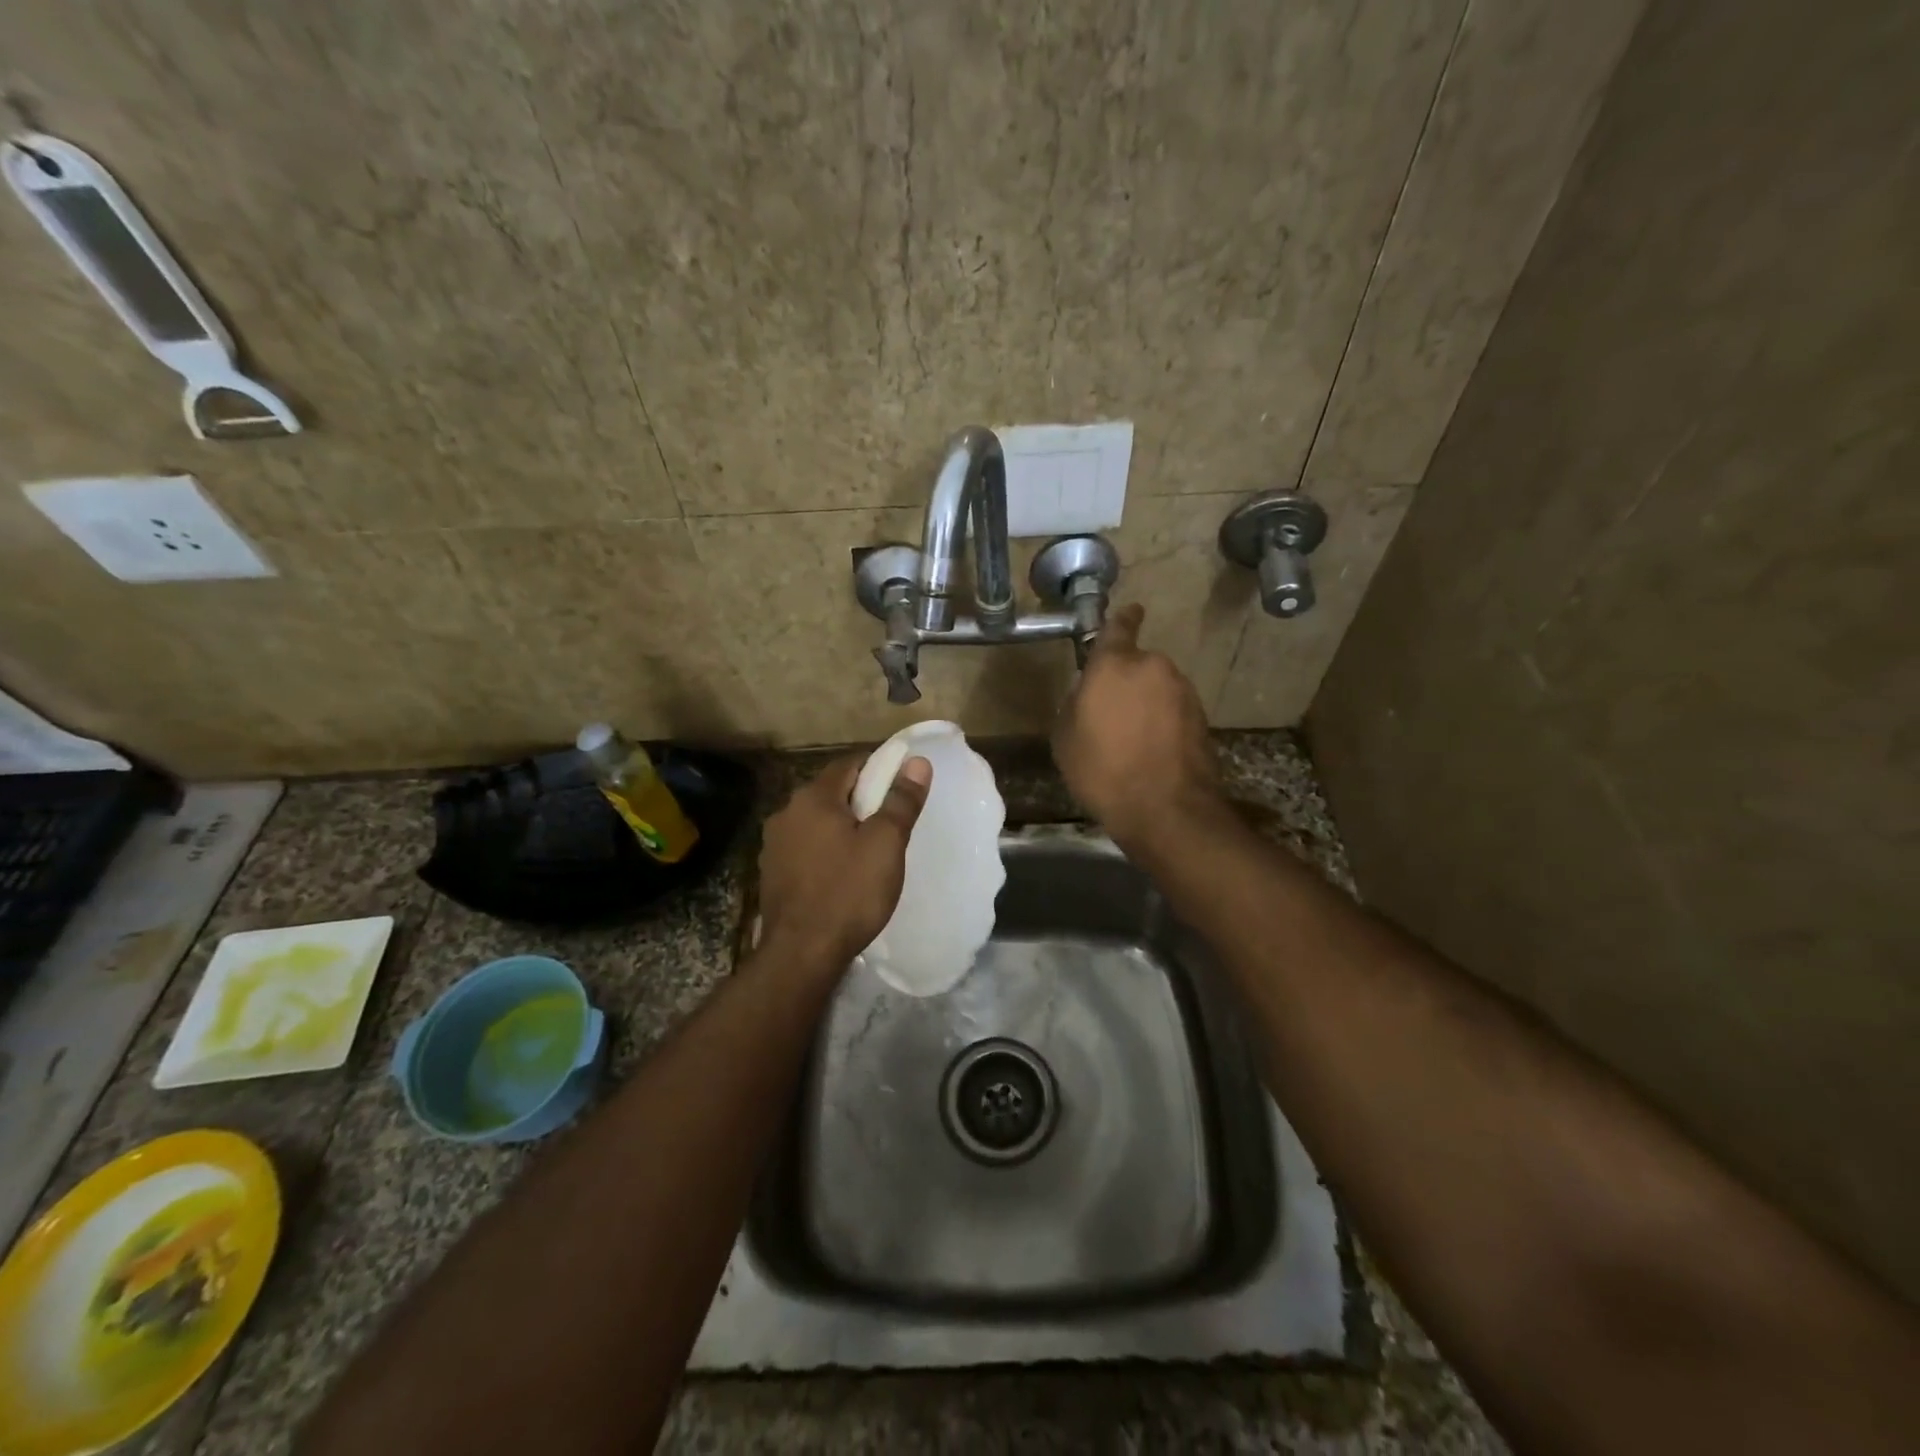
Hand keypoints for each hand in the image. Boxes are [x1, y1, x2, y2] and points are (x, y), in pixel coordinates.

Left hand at [757, 753, 931, 970]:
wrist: (801, 954)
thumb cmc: (849, 892)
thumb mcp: (886, 844)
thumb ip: (901, 800)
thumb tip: (917, 762)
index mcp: (813, 798)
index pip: (849, 764)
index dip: (878, 769)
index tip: (901, 787)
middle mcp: (786, 812)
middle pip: (831, 793)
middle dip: (861, 800)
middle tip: (891, 822)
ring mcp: (774, 844)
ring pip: (816, 822)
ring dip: (841, 827)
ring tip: (869, 851)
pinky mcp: (771, 873)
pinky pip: (805, 848)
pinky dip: (825, 851)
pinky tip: (841, 874)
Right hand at [1053, 603, 1222, 849]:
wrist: (1165, 809)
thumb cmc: (1103, 770)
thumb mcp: (1065, 738)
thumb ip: (1075, 704)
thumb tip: (1087, 694)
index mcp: (1114, 665)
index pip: (1118, 627)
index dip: (1122, 620)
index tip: (1129, 613)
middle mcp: (1153, 667)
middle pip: (1137, 664)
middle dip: (1126, 681)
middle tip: (1109, 713)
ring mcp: (1183, 692)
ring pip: (1157, 688)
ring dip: (1146, 704)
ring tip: (1130, 740)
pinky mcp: (1202, 718)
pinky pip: (1174, 711)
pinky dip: (1163, 723)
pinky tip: (1151, 752)